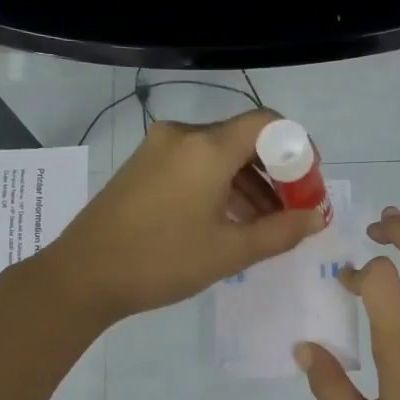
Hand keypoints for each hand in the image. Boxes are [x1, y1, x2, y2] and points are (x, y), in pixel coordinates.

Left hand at [51, 109, 326, 321]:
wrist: (82, 276)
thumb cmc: (162, 261)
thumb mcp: (230, 251)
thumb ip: (281, 231)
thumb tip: (317, 217)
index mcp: (207, 147)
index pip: (268, 123)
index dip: (297, 148)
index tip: (308, 184)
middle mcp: (184, 135)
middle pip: (244, 139)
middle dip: (275, 172)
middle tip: (292, 210)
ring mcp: (158, 148)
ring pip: (219, 154)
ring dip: (248, 183)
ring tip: (264, 224)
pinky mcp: (143, 165)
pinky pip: (194, 163)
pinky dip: (219, 184)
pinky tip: (228, 219)